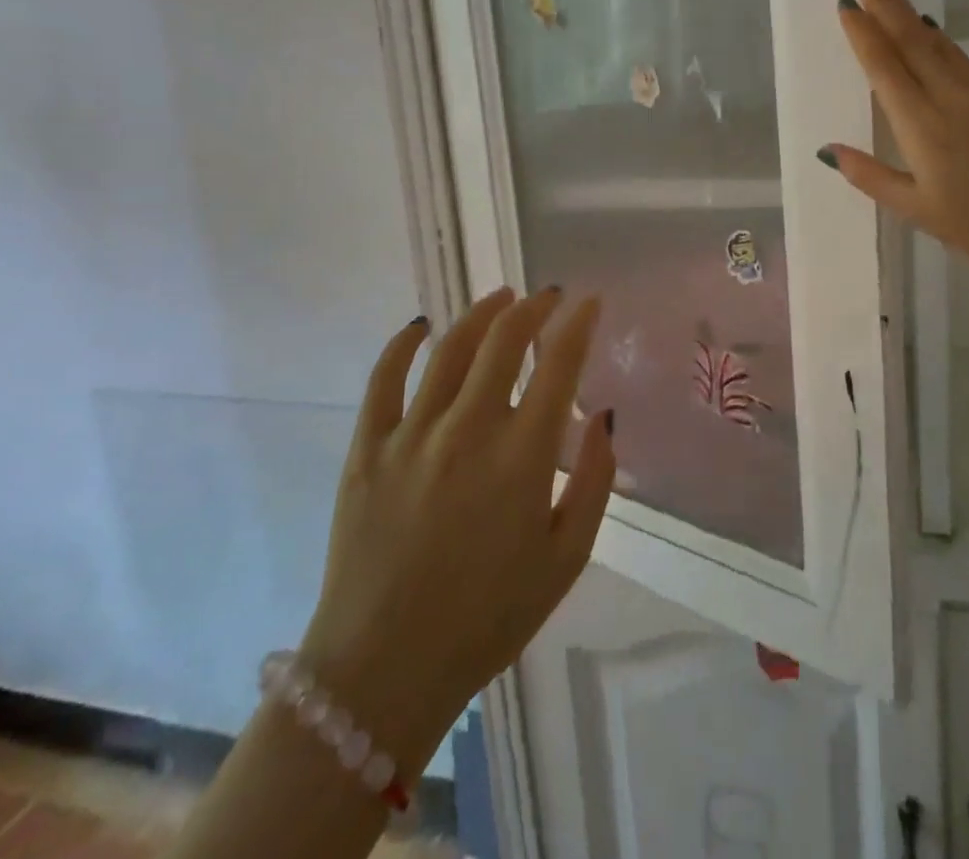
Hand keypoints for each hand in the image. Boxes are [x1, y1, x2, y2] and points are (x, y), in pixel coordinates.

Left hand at [298, 287, 612, 776]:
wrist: (383, 673)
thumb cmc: (488, 618)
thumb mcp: (566, 558)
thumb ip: (595, 481)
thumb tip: (602, 416)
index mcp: (522, 456)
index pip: (557, 363)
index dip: (578, 323)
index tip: (589, 302)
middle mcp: (468, 430)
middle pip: (503, 341)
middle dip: (533, 307)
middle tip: (549, 296)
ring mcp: (411, 436)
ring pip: (449, 349)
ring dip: (480, 314)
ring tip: (501, 297)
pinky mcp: (366, 451)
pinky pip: (383, 380)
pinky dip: (402, 345)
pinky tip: (420, 327)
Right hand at [823, 0, 968, 329]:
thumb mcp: (918, 210)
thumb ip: (872, 177)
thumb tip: (829, 150)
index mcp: (921, 127)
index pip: (885, 69)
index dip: (864, 34)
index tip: (846, 3)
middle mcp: (948, 100)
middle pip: (912, 42)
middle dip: (887, 6)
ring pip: (939, 45)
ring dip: (912, 15)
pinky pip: (963, 60)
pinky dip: (942, 40)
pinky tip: (935, 32)